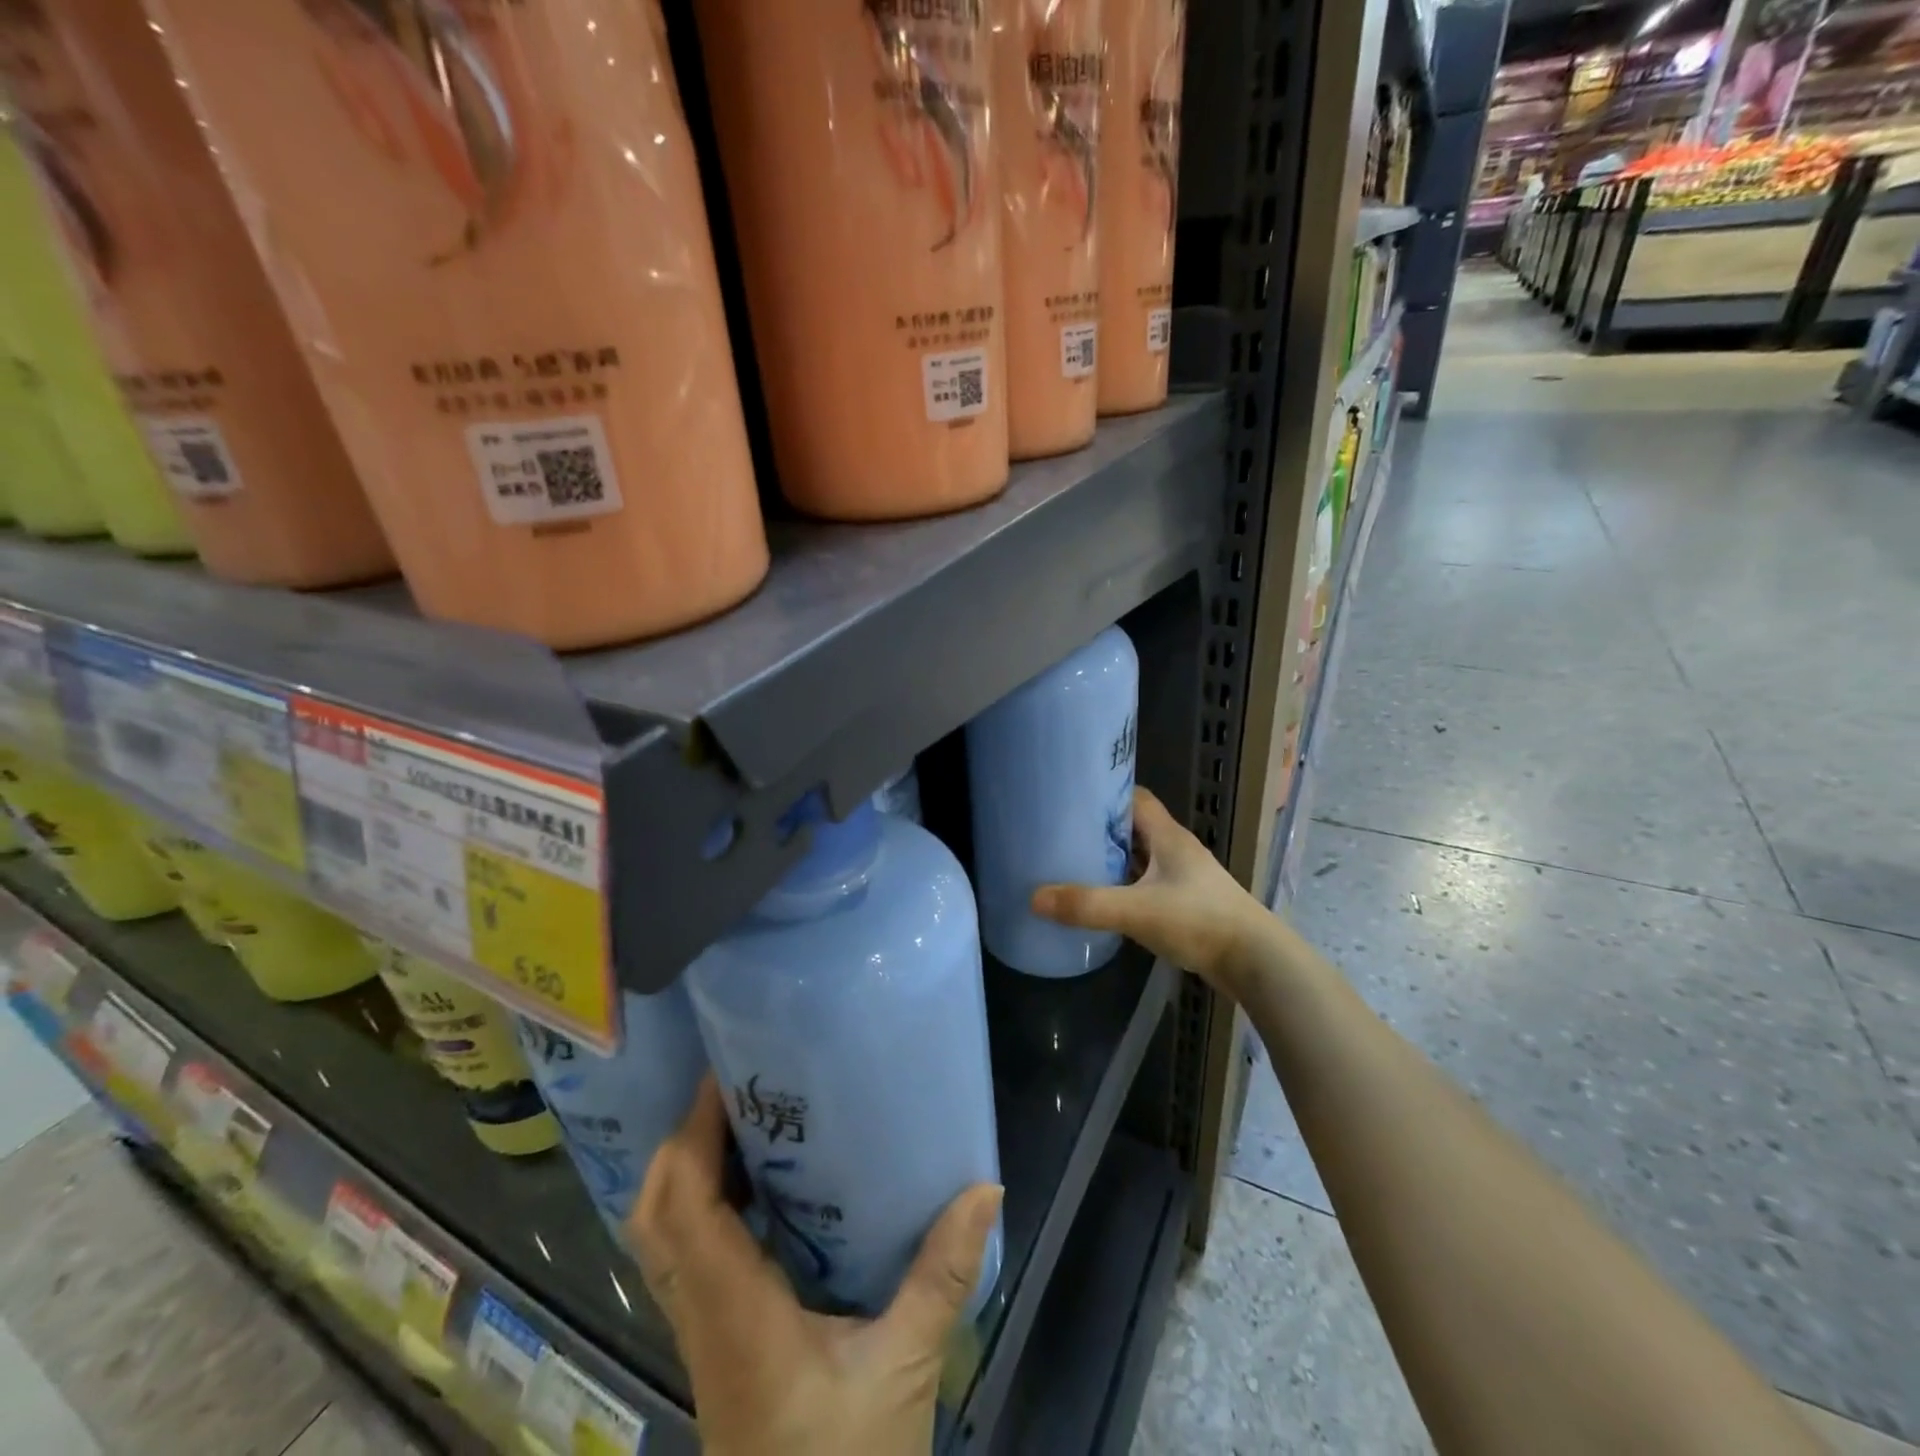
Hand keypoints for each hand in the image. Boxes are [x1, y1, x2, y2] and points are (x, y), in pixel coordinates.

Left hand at [627, 1077, 1003, 1455]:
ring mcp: (701, 1334)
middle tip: (736, 1088)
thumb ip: (942, 1276)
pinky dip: (698, 1207)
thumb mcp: (904, 1369)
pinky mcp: (714, 1346)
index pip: (686, 1208)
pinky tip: (750, 1188)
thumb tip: (986, 1188)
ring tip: (740, 1120)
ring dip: (685, 1172)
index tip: (727, 1075)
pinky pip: (684, 1258)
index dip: (694, 1136)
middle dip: (682, 1141)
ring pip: (660, 1237)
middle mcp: (702, 1316)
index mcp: (735, 1314)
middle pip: (654, 1214)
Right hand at [1032, 787, 1264, 992]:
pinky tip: (1105, 900)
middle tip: (1061, 833)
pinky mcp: (1187, 903)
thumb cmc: (1199, 921)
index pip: (1135, 797)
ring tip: (1074, 864)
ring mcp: (1185, 878)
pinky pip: (1148, 884)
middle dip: (1101, 829)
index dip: (1105, 793)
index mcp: (1168, 836)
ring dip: (1114, 859)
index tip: (1070, 798)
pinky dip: (1126, 886)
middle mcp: (1177, 850)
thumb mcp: (1137, 911)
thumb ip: (1087, 904)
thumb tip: (1034, 897)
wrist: (1256, 962)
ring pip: (1142, 858)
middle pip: (1134, 828)